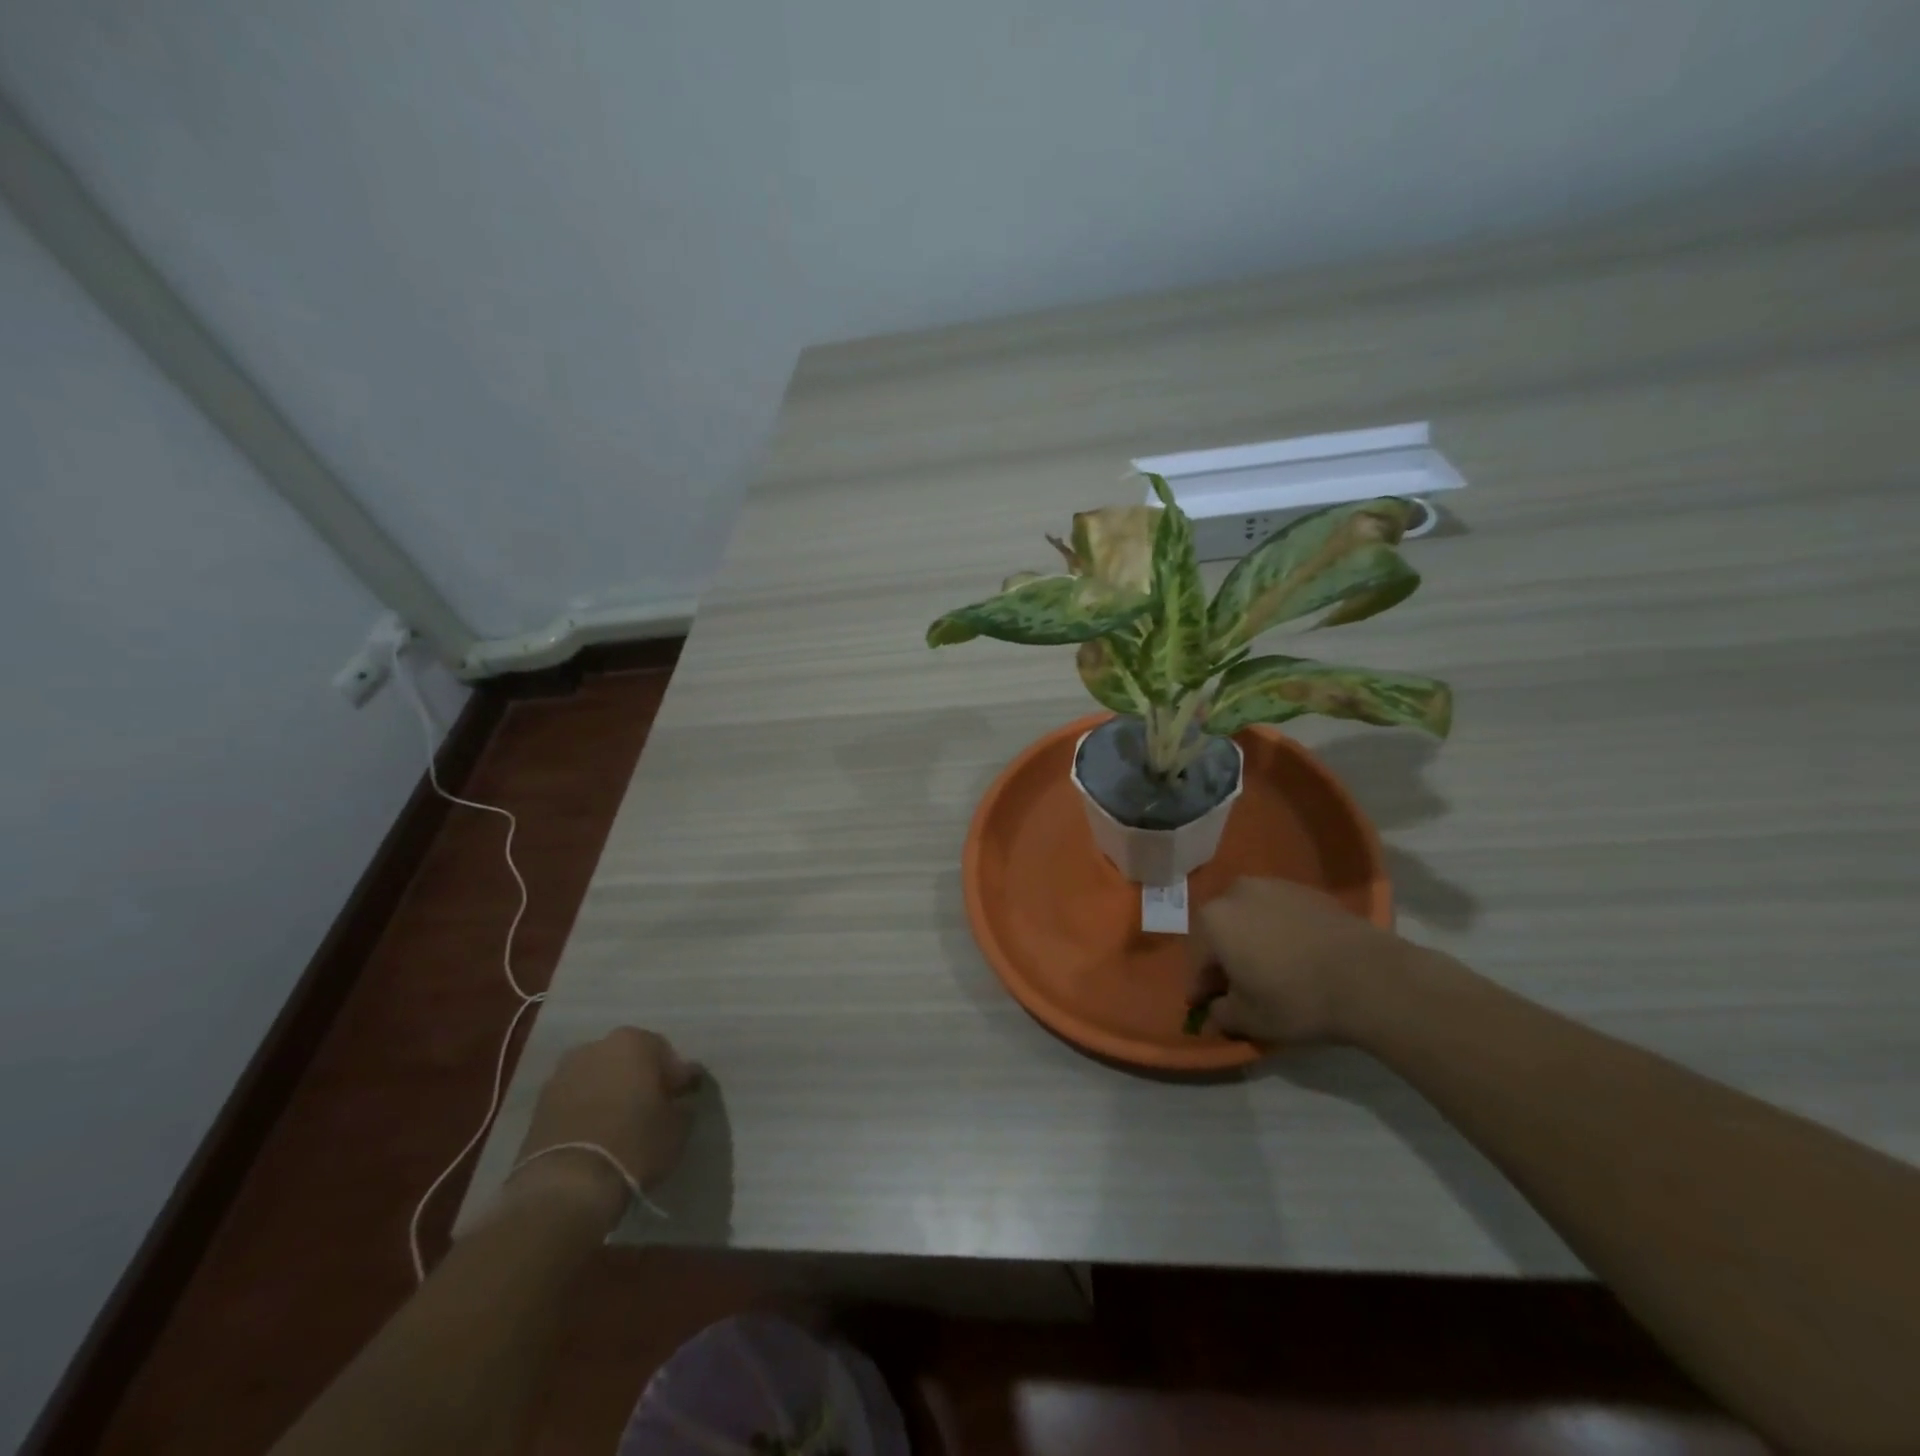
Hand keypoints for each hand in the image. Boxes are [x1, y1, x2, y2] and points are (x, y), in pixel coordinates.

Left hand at [504, 1028, 698, 1231]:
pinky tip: (596, 1135)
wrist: (565, 1185)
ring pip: (599, 1078)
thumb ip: (681, 1105)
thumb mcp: (677, 1127)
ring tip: (620, 1125)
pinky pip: (575, 1101)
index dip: (678, 1079)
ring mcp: (562, 1074)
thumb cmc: (634, 1144)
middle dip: (640, 1080)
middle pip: (628, 1060)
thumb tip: (678, 1101)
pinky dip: (587, 1111)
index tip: (684, 1100)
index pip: (667, 1055)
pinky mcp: (538, 1105)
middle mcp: (596, 1046)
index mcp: (634, 1041)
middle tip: (652, 1109)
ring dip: (610, 1094)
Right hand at [1187, 877, 1418, 1044]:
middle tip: (1240, 988)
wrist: (1369, 977)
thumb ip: (1221, 1014)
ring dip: (1253, 941)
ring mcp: (1275, 886)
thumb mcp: (1250, 1020)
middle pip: (1222, 931)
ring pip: (1251, 919)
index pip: (1198, 960)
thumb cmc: (1296, 998)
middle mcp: (1236, 892)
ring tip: (1272, 970)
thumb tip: (1215, 1010)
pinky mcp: (1309, 891)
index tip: (1208, 1008)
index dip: (1201, 989)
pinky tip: (1299, 957)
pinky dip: (1282, 933)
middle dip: (1226, 958)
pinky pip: (1281, 914)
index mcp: (1213, 920)